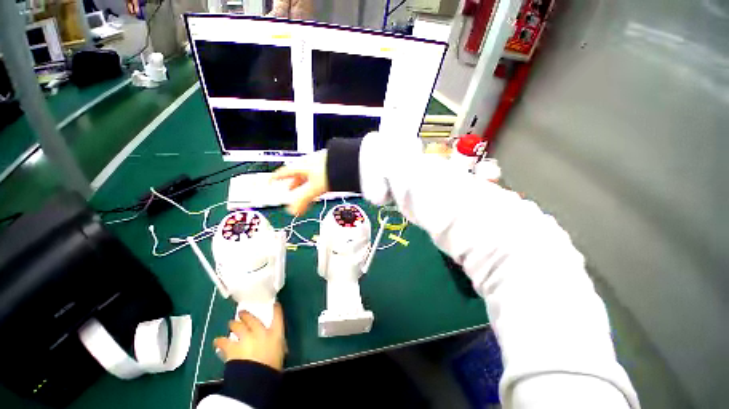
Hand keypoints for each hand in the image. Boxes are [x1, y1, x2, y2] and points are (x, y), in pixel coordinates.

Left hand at [214, 303, 285, 370]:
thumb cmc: (273, 367)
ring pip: (237, 327)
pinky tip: (217, 341)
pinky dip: (220, 341)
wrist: (256, 378)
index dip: (276, 309)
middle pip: (252, 319)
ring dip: (234, 325)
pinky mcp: (232, 348)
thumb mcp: (280, 354)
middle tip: (241, 312)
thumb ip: (277, 346)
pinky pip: (224, 343)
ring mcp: (245, 339)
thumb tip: (276, 346)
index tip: (275, 304)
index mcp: (275, 333)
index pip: (278, 317)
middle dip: (246, 315)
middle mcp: (260, 332)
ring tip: (230, 324)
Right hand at [271, 150, 328, 215]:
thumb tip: (292, 211)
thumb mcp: (315, 187)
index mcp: (302, 166)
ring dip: (305, 183)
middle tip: (289, 189)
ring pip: (309, 174)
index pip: (284, 172)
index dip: (276, 178)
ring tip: (305, 190)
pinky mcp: (331, 166)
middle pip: (297, 173)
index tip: (270, 181)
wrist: (351, 162)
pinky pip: (319, 175)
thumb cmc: (331, 170)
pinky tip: (321, 185)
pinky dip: (316, 182)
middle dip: (293, 182)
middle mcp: (310, 163)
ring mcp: (321, 164)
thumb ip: (303, 199)